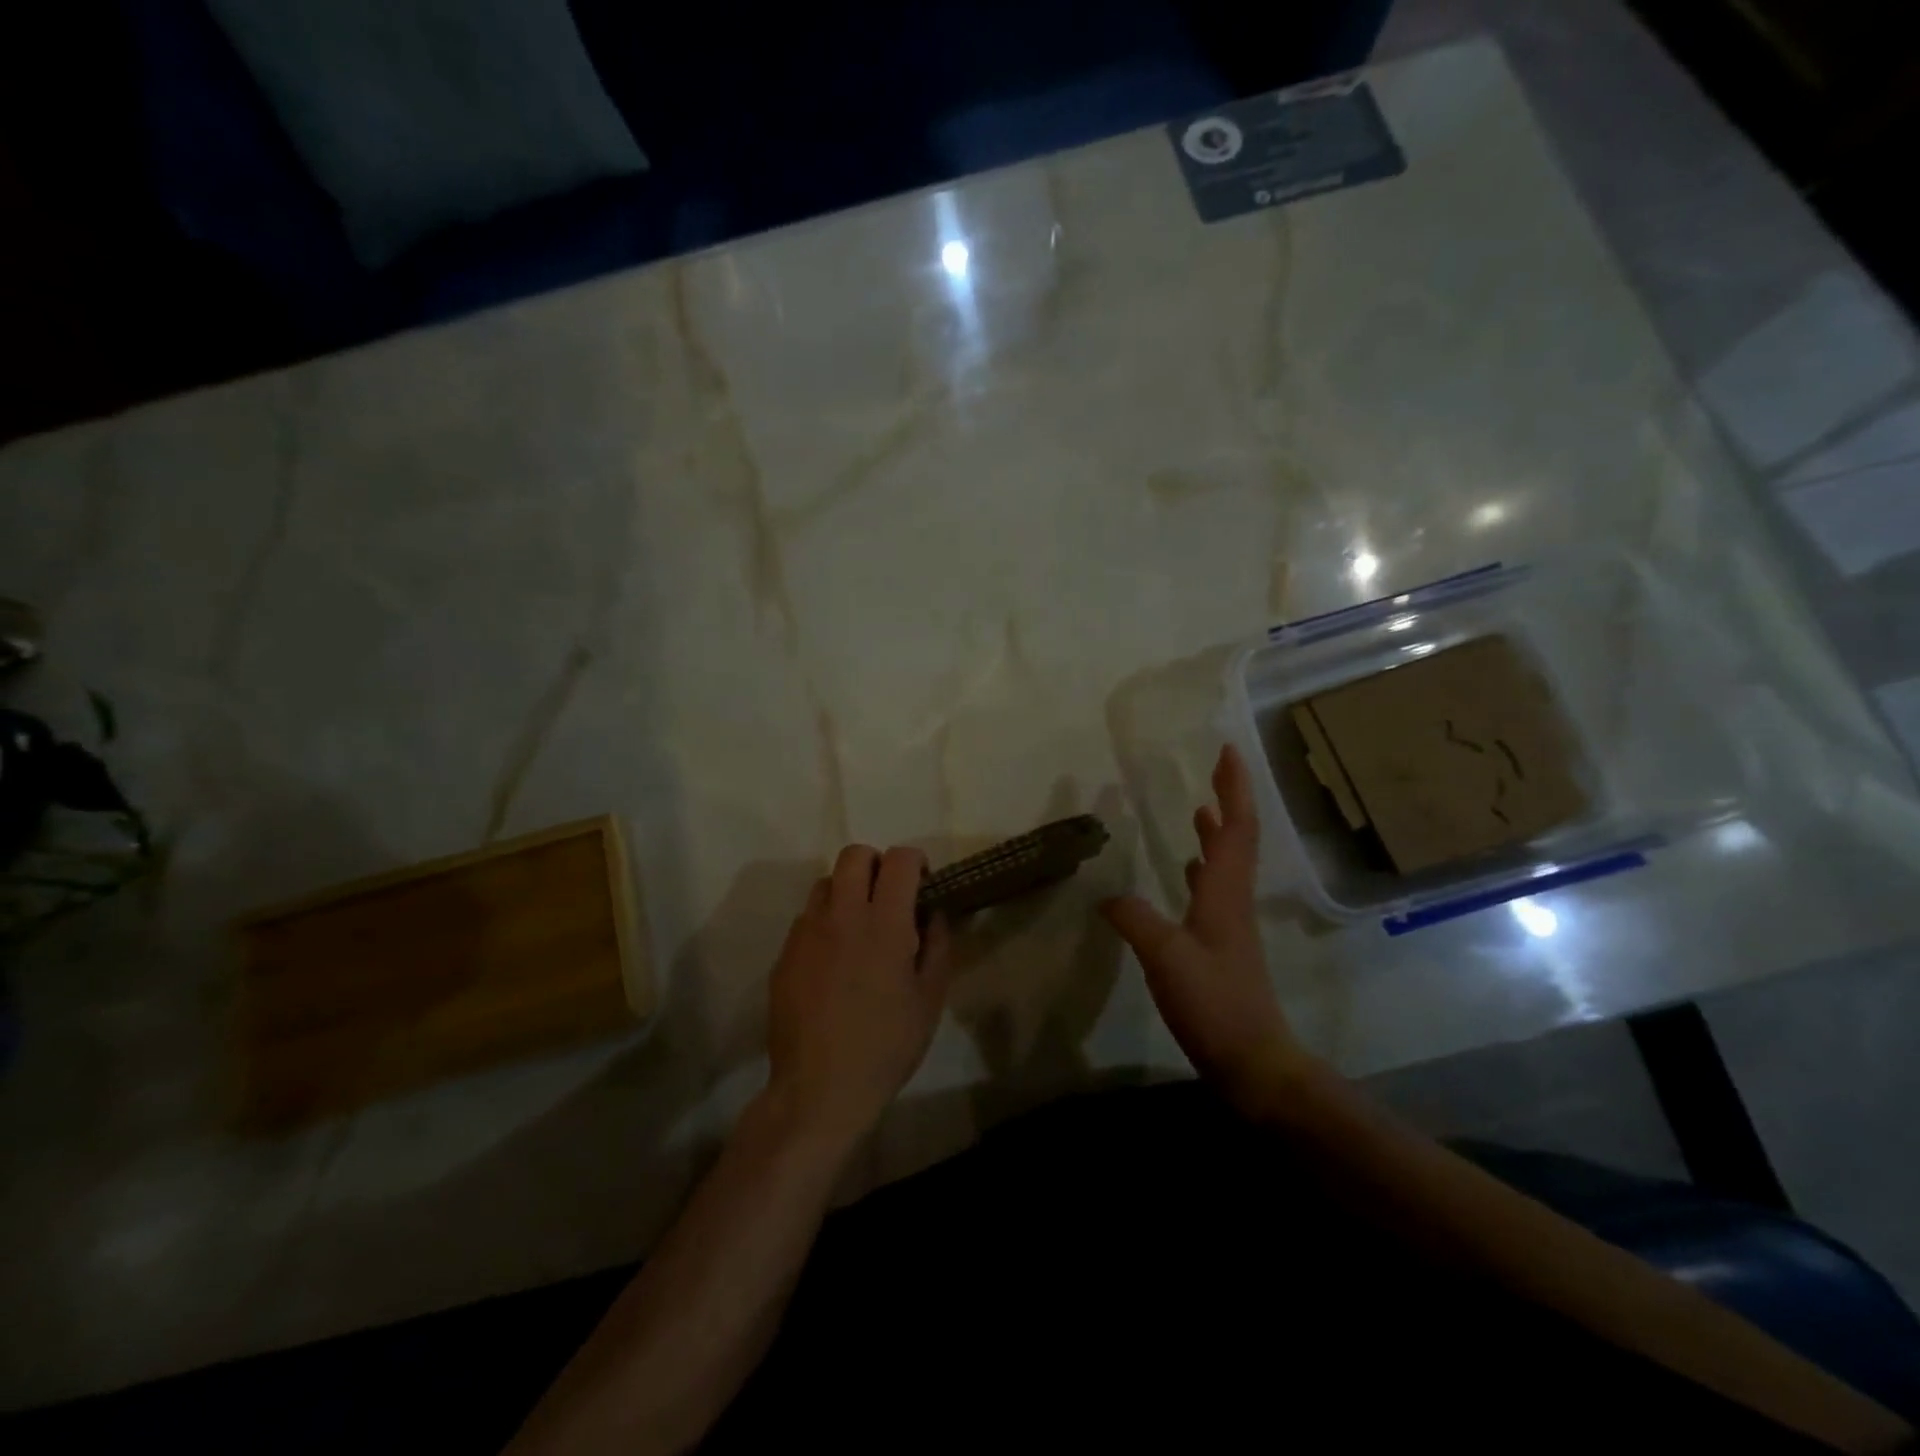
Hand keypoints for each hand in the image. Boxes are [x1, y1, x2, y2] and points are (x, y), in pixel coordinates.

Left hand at [766, 844, 951, 1146]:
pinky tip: (834, 960)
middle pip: (854, 855)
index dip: (915, 861)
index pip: (899, 859)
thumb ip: (937, 945)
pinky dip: (825, 922)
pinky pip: (806, 917)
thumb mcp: (930, 999)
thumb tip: (933, 913)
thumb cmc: (886, 1046)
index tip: (922, 883)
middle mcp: (842, 915)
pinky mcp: (785, 953)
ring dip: (847, 890)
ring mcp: (807, 932)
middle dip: (877, 864)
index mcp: (884, 923)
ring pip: (825, 882)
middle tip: (889, 897)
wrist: (819, 1089)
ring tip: (858, 926)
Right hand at [1102, 744, 1309, 1110]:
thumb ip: (1135, 919)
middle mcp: (1233, 899)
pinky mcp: (1221, 944)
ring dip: (1216, 832)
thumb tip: (1107, 895)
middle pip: (1237, 838)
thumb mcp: (1166, 957)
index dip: (1234, 788)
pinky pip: (1214, 889)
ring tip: (1198, 808)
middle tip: (1214, 770)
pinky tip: (1186, 871)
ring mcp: (1230, 923)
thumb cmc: (1215, 1004)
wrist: (1253, 1061)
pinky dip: (1203, 867)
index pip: (1236, 828)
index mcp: (1226, 893)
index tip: (1228, 751)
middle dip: (1228, 800)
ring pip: (1227, 863)